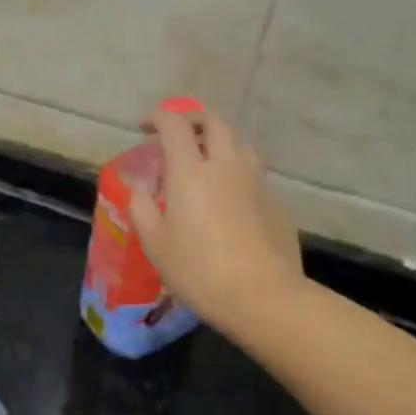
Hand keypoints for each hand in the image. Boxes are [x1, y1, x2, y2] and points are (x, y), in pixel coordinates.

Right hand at [127, 104, 303, 335]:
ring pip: (240, 144)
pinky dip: (236, 172)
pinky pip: (254, 173)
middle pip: (214, 123)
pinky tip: (228, 198)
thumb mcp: (154, 242)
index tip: (144, 127)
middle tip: (177, 135)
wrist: (262, 296)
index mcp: (191, 171)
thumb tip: (140, 185)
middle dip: (193, 120)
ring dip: (219, 142)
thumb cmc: (198, 269)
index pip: (175, 124)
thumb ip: (141, 206)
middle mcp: (226, 165)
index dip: (158, 118)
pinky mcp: (276, 202)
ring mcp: (256, 182)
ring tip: (206, 161)